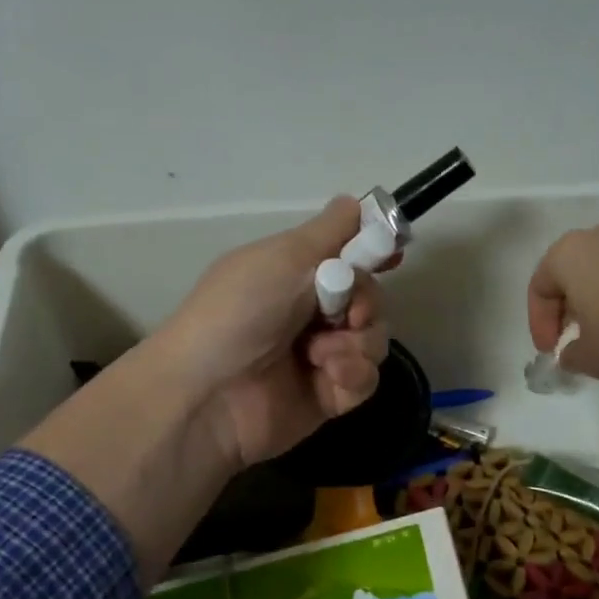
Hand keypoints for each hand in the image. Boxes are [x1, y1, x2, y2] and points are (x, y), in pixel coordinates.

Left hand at [160, 196, 390, 467]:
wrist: (208, 394)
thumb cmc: (240, 313)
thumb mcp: (283, 258)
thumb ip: (329, 232)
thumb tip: (357, 202)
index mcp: (294, 275)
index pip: (348, 258)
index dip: (372, 255)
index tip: (390, 256)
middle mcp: (310, 312)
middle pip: (370, 299)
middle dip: (366, 303)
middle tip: (348, 314)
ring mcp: (321, 356)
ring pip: (374, 339)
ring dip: (357, 342)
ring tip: (322, 354)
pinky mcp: (329, 396)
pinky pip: (366, 379)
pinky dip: (353, 374)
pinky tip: (329, 376)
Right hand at [526, 222, 598, 383]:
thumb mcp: (590, 357)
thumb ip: (569, 355)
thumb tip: (572, 352)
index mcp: (567, 253)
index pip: (538, 289)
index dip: (540, 326)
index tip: (553, 353)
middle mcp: (596, 236)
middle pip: (568, 277)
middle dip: (566, 313)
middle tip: (573, 343)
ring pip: (598, 275)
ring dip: (594, 306)